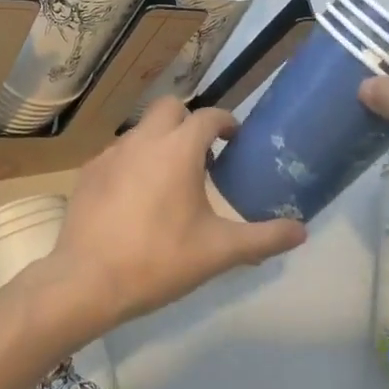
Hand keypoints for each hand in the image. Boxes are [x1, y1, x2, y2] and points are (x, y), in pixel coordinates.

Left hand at [31, 98, 307, 337]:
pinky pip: (118, 153)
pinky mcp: (89, 172)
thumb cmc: (159, 260)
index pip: (208, 116)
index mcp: (178, 149)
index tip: (235, 139)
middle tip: (203, 154)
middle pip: (170, 108)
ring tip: (171, 179)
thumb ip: (264, 238)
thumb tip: (302, 231)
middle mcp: (143, 140)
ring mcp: (111, 153)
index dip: (226, 122)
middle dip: (189, 121)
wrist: (87, 281)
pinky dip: (134, 162)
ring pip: (142, 130)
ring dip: (161, 141)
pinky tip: (137, 197)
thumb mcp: (219, 252)